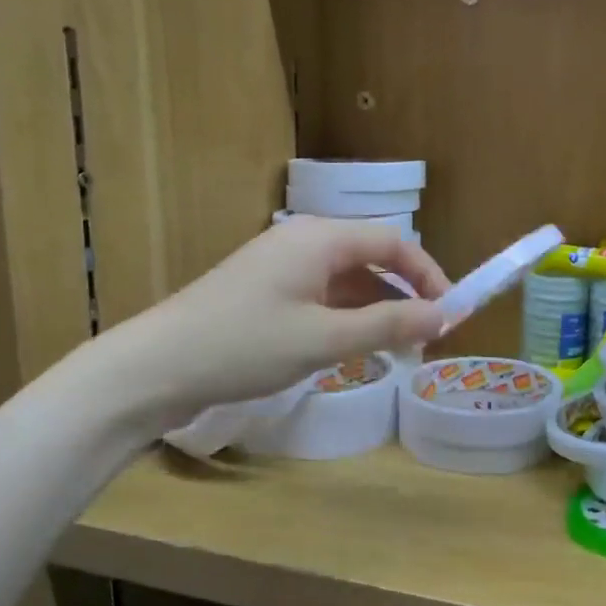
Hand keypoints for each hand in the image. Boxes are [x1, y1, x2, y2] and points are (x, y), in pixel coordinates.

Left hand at [96, 218, 450, 424]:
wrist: (154, 368)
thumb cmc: (245, 345)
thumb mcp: (325, 339)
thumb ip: (389, 325)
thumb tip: (446, 317)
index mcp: (320, 238)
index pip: (393, 242)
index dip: (429, 276)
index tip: (450, 315)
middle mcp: (302, 241)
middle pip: (371, 259)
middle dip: (404, 296)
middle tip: (424, 341)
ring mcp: (279, 267)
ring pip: (346, 281)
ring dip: (376, 311)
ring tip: (395, 352)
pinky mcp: (264, 292)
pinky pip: (320, 296)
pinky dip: (345, 318)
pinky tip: (351, 349)